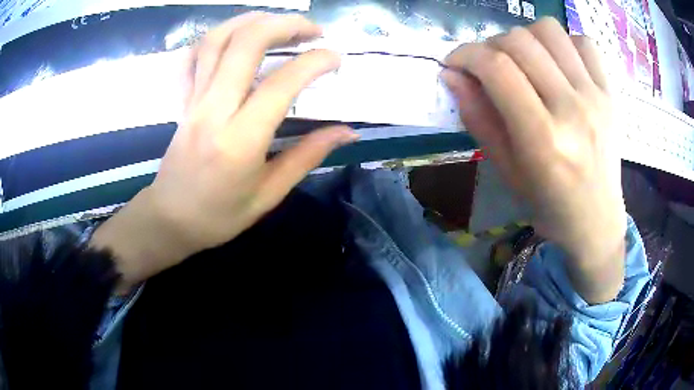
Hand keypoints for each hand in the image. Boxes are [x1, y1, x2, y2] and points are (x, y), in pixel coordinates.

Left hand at [91, 13, 357, 292]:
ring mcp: (194, 100)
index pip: (281, 84)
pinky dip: (216, 36)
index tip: (335, 59)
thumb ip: (307, 156)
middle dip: (285, 25)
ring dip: (252, 20)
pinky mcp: (183, 99)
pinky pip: (194, 56)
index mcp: (240, 141)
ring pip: (217, 40)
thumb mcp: (268, 195)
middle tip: (312, 30)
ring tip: (279, 21)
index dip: (314, 63)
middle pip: (246, 44)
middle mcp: (214, 110)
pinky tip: (236, 35)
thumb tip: (347, 132)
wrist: (170, 219)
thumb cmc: (219, 215)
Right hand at [442, 18, 625, 302]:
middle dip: (491, 45)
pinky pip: (583, 42)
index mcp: (543, 140)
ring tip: (525, 60)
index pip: (497, 68)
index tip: (455, 62)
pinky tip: (559, 65)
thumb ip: (478, 118)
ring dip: (526, 37)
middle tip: (490, 66)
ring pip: (550, 30)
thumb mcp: (507, 171)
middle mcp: (572, 110)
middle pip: (520, 41)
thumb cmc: (549, 205)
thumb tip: (451, 75)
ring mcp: (596, 97)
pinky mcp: (611, 93)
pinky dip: (564, 44)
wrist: (598, 221)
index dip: (466, 55)